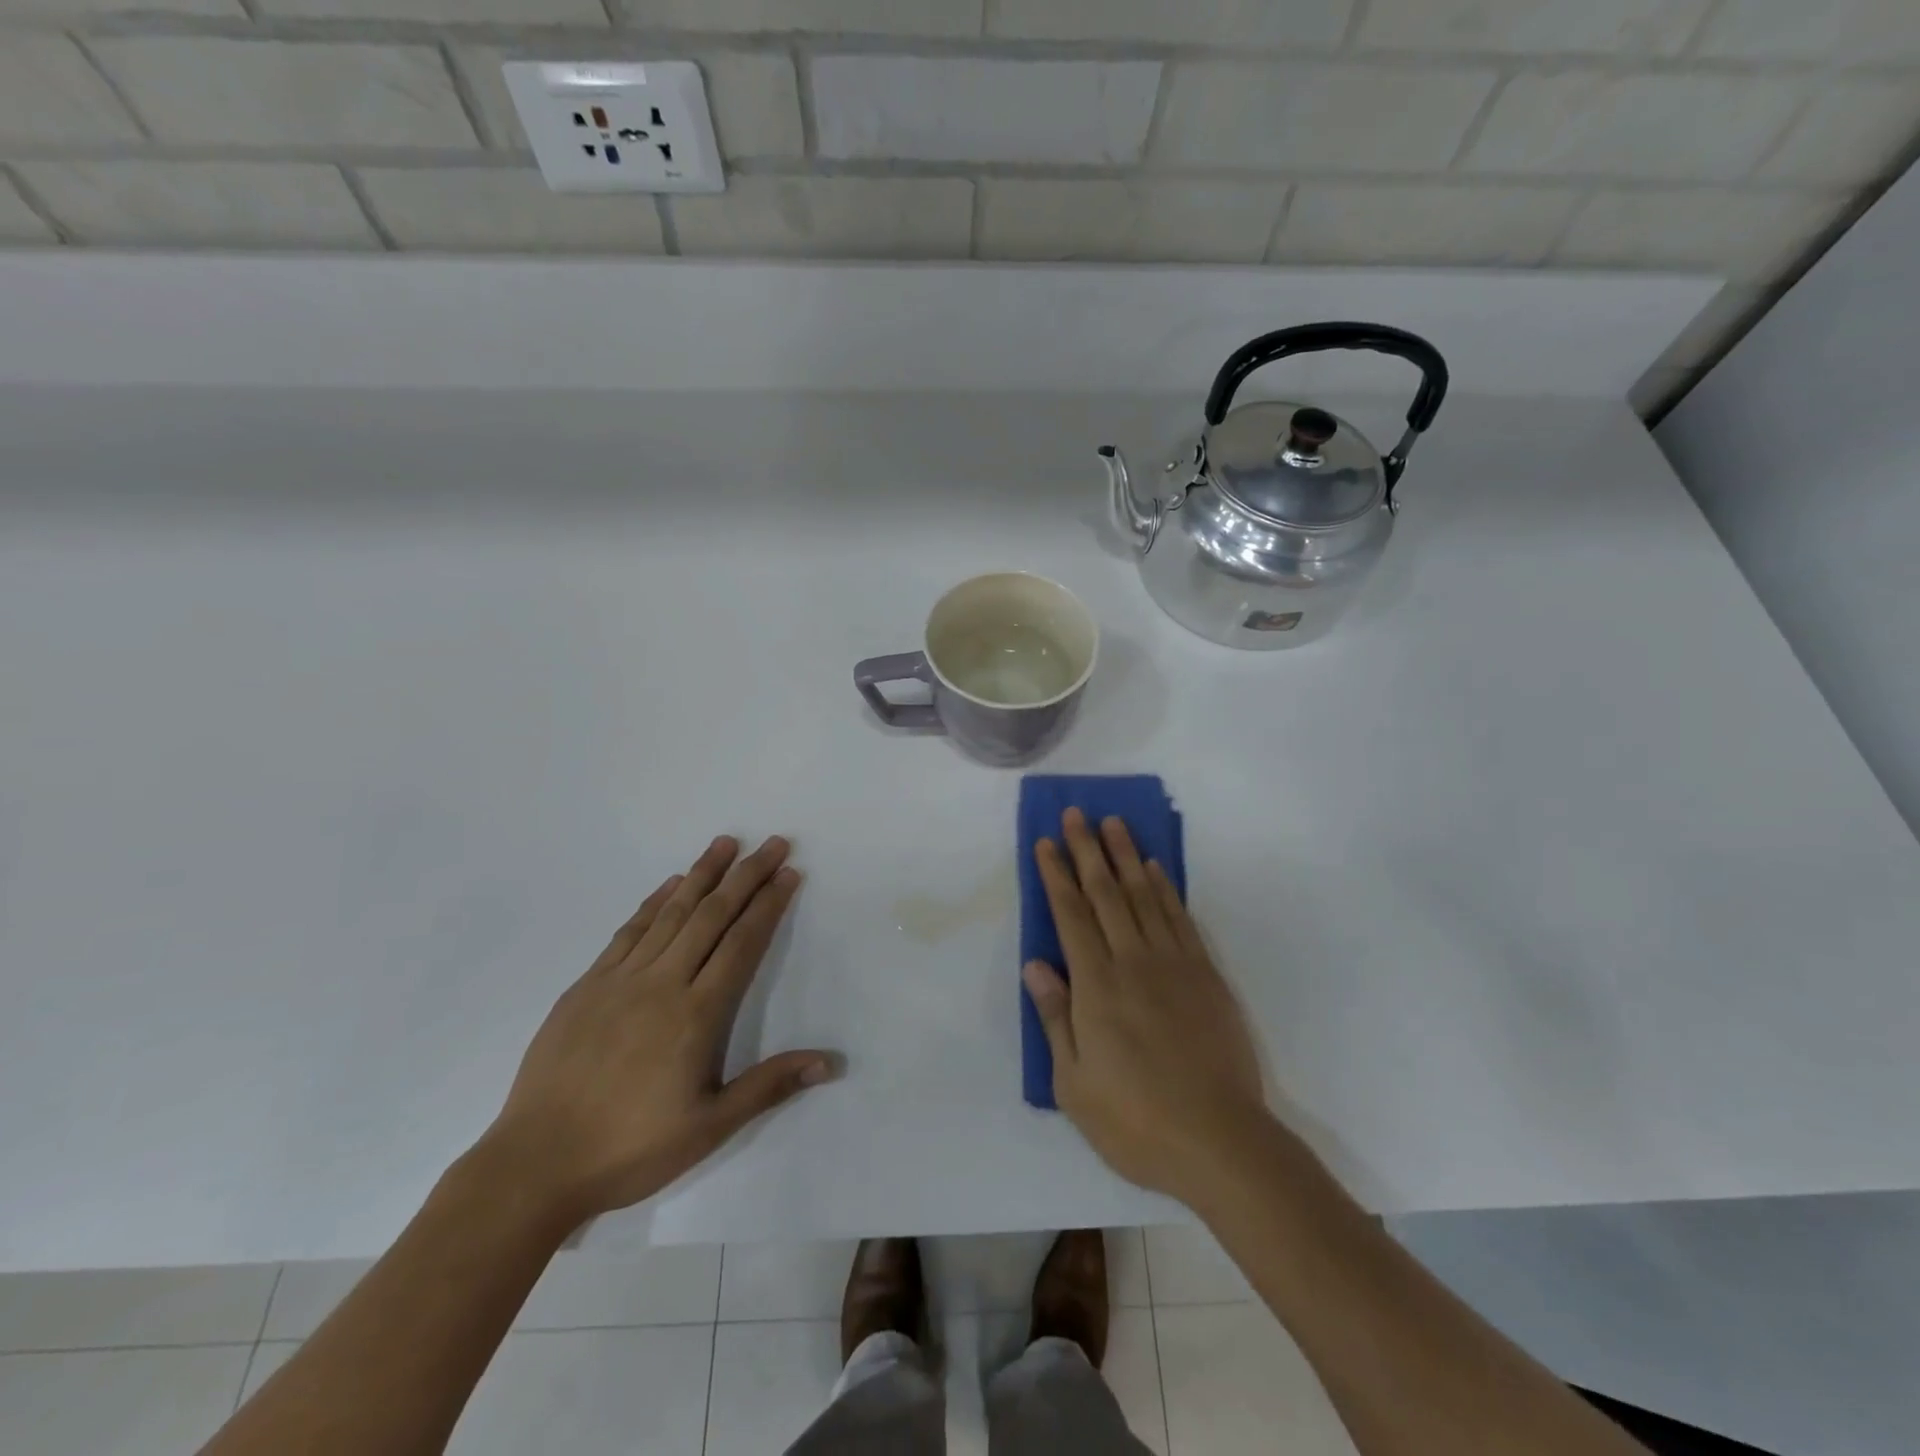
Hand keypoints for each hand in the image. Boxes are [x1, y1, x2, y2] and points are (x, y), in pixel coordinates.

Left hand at [482, 835, 836, 1220]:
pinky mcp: (587, 985)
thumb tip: (829, 1063)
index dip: (769, 905)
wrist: (535, 1165)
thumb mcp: (710, 1127)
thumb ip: (769, 1086)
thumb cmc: (631, 1149)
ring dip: (702, 874)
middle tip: (772, 843)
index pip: (742, 944)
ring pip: (671, 913)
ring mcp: (620, 980)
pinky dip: (654, 901)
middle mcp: (662, 984)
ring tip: (726, 843)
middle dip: (746, 876)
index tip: (789, 874)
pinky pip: (628, 930)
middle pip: (712, 916)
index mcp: (696, 1014)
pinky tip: (670, 884)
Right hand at [1023, 809, 1266, 1200]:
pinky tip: (1155, 869)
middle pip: (1106, 893)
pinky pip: (1180, 918)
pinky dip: (1165, 888)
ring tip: (1114, 824)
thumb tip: (1034, 964)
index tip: (1046, 843)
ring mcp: (1174, 965)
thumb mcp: (1074, 1085)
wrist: (1220, 1142)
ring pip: (1144, 896)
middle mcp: (1133, 962)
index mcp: (1096, 986)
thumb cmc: (1135, 1121)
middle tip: (1076, 813)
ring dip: (1126, 856)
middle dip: (1087, 850)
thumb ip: (1055, 1018)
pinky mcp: (1206, 975)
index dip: (1056, 876)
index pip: (1070, 916)